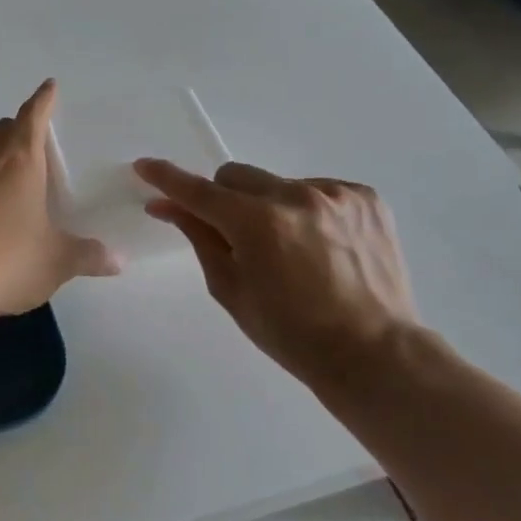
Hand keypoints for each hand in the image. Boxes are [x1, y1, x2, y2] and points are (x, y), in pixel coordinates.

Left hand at [0, 80, 118, 318]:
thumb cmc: (7, 260)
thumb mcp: (56, 262)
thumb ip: (87, 256)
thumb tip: (117, 261)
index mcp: (21, 161)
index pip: (33, 116)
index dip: (43, 100)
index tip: (50, 86)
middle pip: (4, 128)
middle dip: (21, 128)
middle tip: (36, 142)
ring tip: (9, 171)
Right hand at [135, 159, 418, 387]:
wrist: (375, 354)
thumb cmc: (292, 334)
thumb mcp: (232, 290)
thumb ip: (200, 238)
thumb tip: (169, 206)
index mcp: (258, 224)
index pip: (200, 191)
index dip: (168, 179)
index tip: (145, 166)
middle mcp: (296, 196)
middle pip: (237, 176)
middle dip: (225, 200)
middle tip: (234, 235)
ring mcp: (336, 194)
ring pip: (278, 183)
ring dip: (270, 207)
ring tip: (292, 250)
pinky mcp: (366, 197)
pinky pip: (318, 190)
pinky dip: (308, 210)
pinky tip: (322, 246)